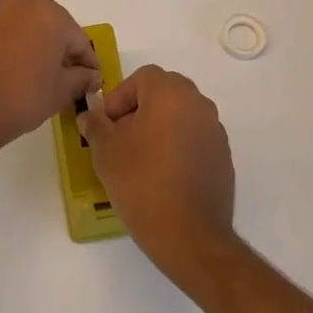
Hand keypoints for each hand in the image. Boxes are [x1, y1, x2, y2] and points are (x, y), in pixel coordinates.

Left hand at [0, 0, 100, 154]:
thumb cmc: (23, 97)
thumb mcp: (61, 91)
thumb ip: (82, 78)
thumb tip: (91, 76)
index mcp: (49, 14)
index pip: (78, 40)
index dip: (88, 63)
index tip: (92, 81)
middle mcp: (21, 4)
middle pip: (51, 27)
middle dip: (60, 50)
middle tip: (66, 78)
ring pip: (25, 28)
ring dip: (35, 46)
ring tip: (36, 75)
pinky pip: (2, 35)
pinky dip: (12, 48)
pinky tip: (11, 72)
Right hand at [79, 66, 236, 286]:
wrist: (190, 235)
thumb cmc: (142, 184)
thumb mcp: (106, 152)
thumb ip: (95, 126)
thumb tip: (89, 116)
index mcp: (171, 94)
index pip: (142, 77)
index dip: (120, 96)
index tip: (108, 123)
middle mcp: (198, 103)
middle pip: (164, 91)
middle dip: (140, 108)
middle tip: (121, 137)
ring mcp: (215, 130)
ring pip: (181, 114)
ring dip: (160, 125)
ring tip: (141, 157)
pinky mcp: (223, 155)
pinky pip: (195, 136)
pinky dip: (178, 144)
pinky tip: (164, 174)